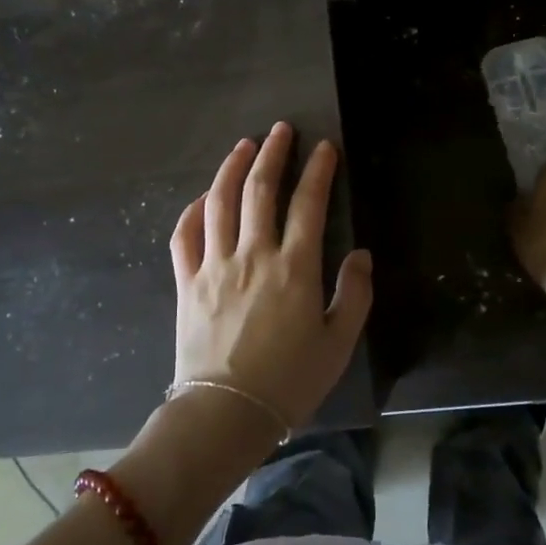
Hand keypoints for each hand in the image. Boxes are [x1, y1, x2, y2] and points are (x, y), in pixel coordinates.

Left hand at [169, 122, 373, 428]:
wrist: (225, 414)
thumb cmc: (289, 382)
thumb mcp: (338, 343)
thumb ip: (354, 294)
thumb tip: (361, 254)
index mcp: (294, 268)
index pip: (308, 204)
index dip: (318, 170)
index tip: (324, 147)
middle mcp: (253, 255)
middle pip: (260, 190)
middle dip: (273, 153)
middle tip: (281, 130)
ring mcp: (214, 265)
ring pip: (220, 202)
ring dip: (232, 168)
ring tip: (243, 145)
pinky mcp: (187, 282)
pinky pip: (184, 236)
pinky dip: (192, 211)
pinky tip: (203, 198)